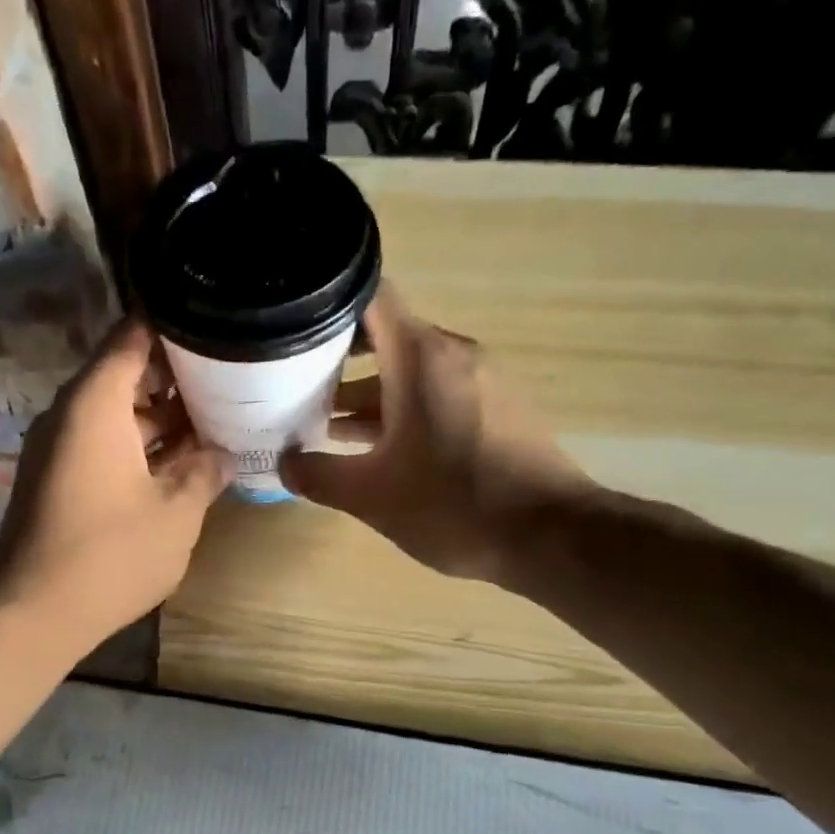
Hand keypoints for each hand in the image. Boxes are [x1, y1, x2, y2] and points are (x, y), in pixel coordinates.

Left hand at [0, 318, 233, 646]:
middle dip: (178, 379)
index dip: (176, 328)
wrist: (32, 613)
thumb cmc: (111, 554)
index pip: (133, 336)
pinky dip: (141, 449)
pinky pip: (104, 446)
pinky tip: (182, 465)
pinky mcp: (58, 481)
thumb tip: (222, 455)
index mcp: (95, 402)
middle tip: (232, 381)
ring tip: (217, 422)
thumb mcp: (177, 513)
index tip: (218, 326)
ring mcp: (60, 449)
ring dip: (163, 420)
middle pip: (126, 375)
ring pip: (118, 416)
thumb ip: (205, 474)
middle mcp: (70, 415)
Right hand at [279, 286, 595, 581]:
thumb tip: (285, 464)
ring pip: (412, 372)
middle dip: (338, 363)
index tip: (291, 332)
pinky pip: (439, 394)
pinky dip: (404, 411)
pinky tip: (380, 451)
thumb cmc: (452, 505)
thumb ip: (319, 476)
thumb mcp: (371, 496)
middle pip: (386, 338)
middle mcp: (453, 354)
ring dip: (370, 395)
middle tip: (293, 389)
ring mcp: (482, 380)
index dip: (326, 308)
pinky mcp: (499, 409)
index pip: (369, 298)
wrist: (550, 535)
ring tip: (324, 428)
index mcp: (420, 357)